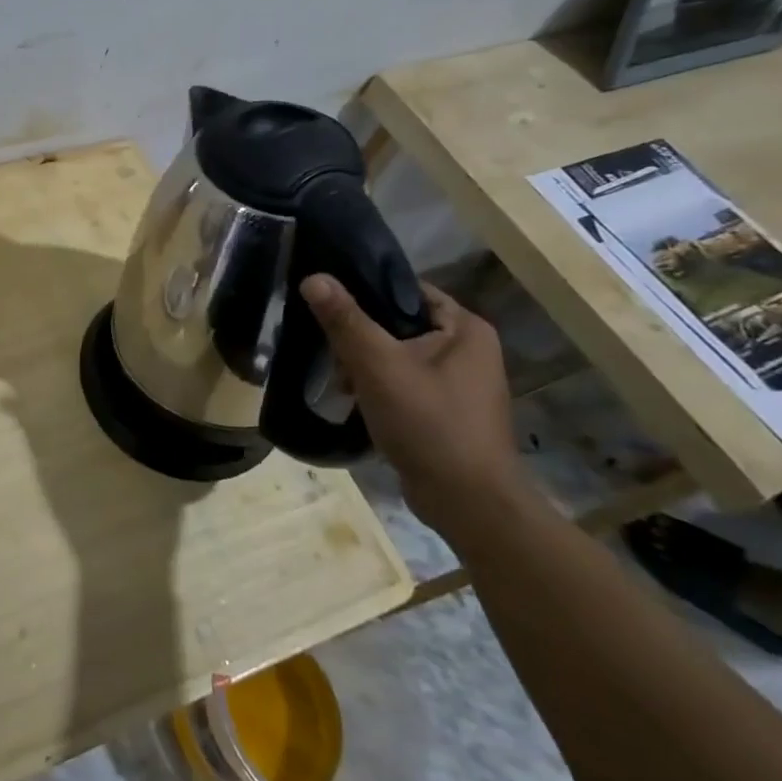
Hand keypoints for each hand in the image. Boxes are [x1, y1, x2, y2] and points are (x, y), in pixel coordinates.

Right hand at [300, 274, 522, 530]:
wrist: (467, 503)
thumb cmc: (429, 424)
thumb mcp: (378, 366)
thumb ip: (345, 320)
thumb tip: (313, 277)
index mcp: (465, 329)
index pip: (407, 289)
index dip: (365, 290)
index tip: (326, 301)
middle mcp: (468, 350)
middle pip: (398, 323)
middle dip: (359, 336)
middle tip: (328, 348)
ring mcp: (459, 383)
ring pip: (397, 355)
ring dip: (364, 365)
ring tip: (338, 380)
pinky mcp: (445, 411)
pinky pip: (403, 383)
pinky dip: (377, 387)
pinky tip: (353, 401)